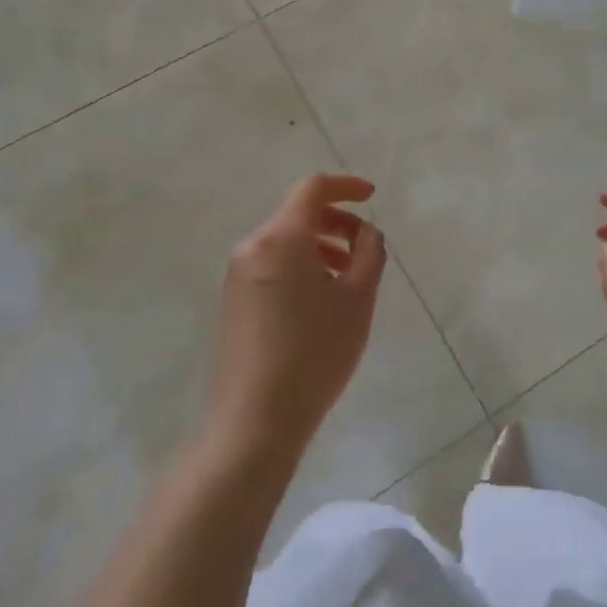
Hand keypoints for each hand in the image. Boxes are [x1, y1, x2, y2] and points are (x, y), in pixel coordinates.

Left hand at [208, 173, 387, 460]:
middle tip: (366, 248)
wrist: (254, 421)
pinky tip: (321, 301)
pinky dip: (301, 266)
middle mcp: (253, 247)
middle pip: (298, 214)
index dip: (346, 185)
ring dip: (321, 246)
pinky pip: (272, 265)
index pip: (313, 188)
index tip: (372, 197)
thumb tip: (366, 233)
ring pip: (286, 242)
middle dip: (337, 221)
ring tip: (349, 279)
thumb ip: (370, 254)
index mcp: (282, 237)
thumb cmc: (315, 353)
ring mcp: (237, 275)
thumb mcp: (358, 299)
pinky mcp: (234, 302)